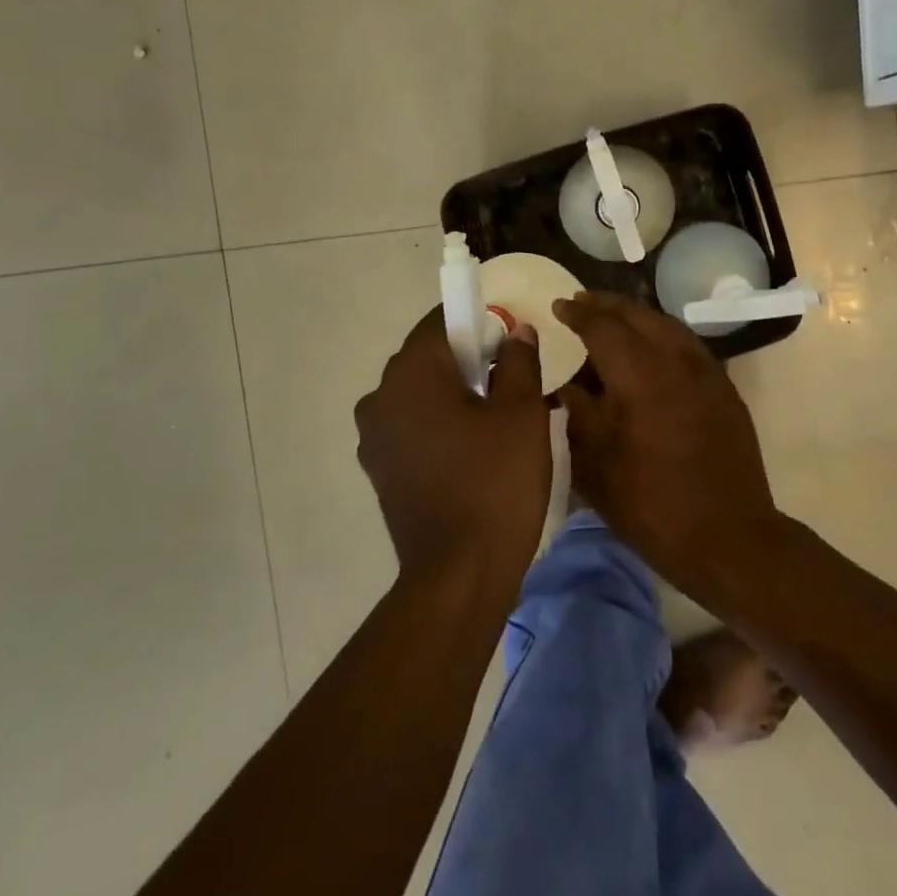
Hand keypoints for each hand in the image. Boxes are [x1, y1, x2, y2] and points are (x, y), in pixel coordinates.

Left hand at [354, 308, 550, 594]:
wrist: (459, 574)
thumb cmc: (496, 482)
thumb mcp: (522, 413)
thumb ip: (519, 361)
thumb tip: (516, 332)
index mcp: (412, 373)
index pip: (442, 321)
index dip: (479, 321)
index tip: (510, 339)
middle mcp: (381, 396)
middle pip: (429, 356)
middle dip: (469, 359)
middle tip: (512, 381)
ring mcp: (374, 436)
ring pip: (420, 393)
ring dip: (453, 393)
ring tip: (495, 419)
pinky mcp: (379, 468)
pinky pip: (412, 425)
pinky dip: (439, 424)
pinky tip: (472, 449)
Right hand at [552, 292, 784, 594]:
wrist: (727, 536)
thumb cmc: (650, 505)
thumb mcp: (595, 466)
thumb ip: (578, 413)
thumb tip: (568, 383)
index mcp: (638, 376)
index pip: (602, 327)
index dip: (577, 313)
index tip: (558, 306)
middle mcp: (675, 361)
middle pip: (637, 315)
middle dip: (606, 305)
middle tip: (582, 302)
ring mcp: (706, 372)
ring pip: (667, 325)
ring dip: (636, 315)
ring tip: (613, 318)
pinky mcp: (724, 387)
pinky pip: (688, 344)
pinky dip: (663, 334)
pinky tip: (652, 347)